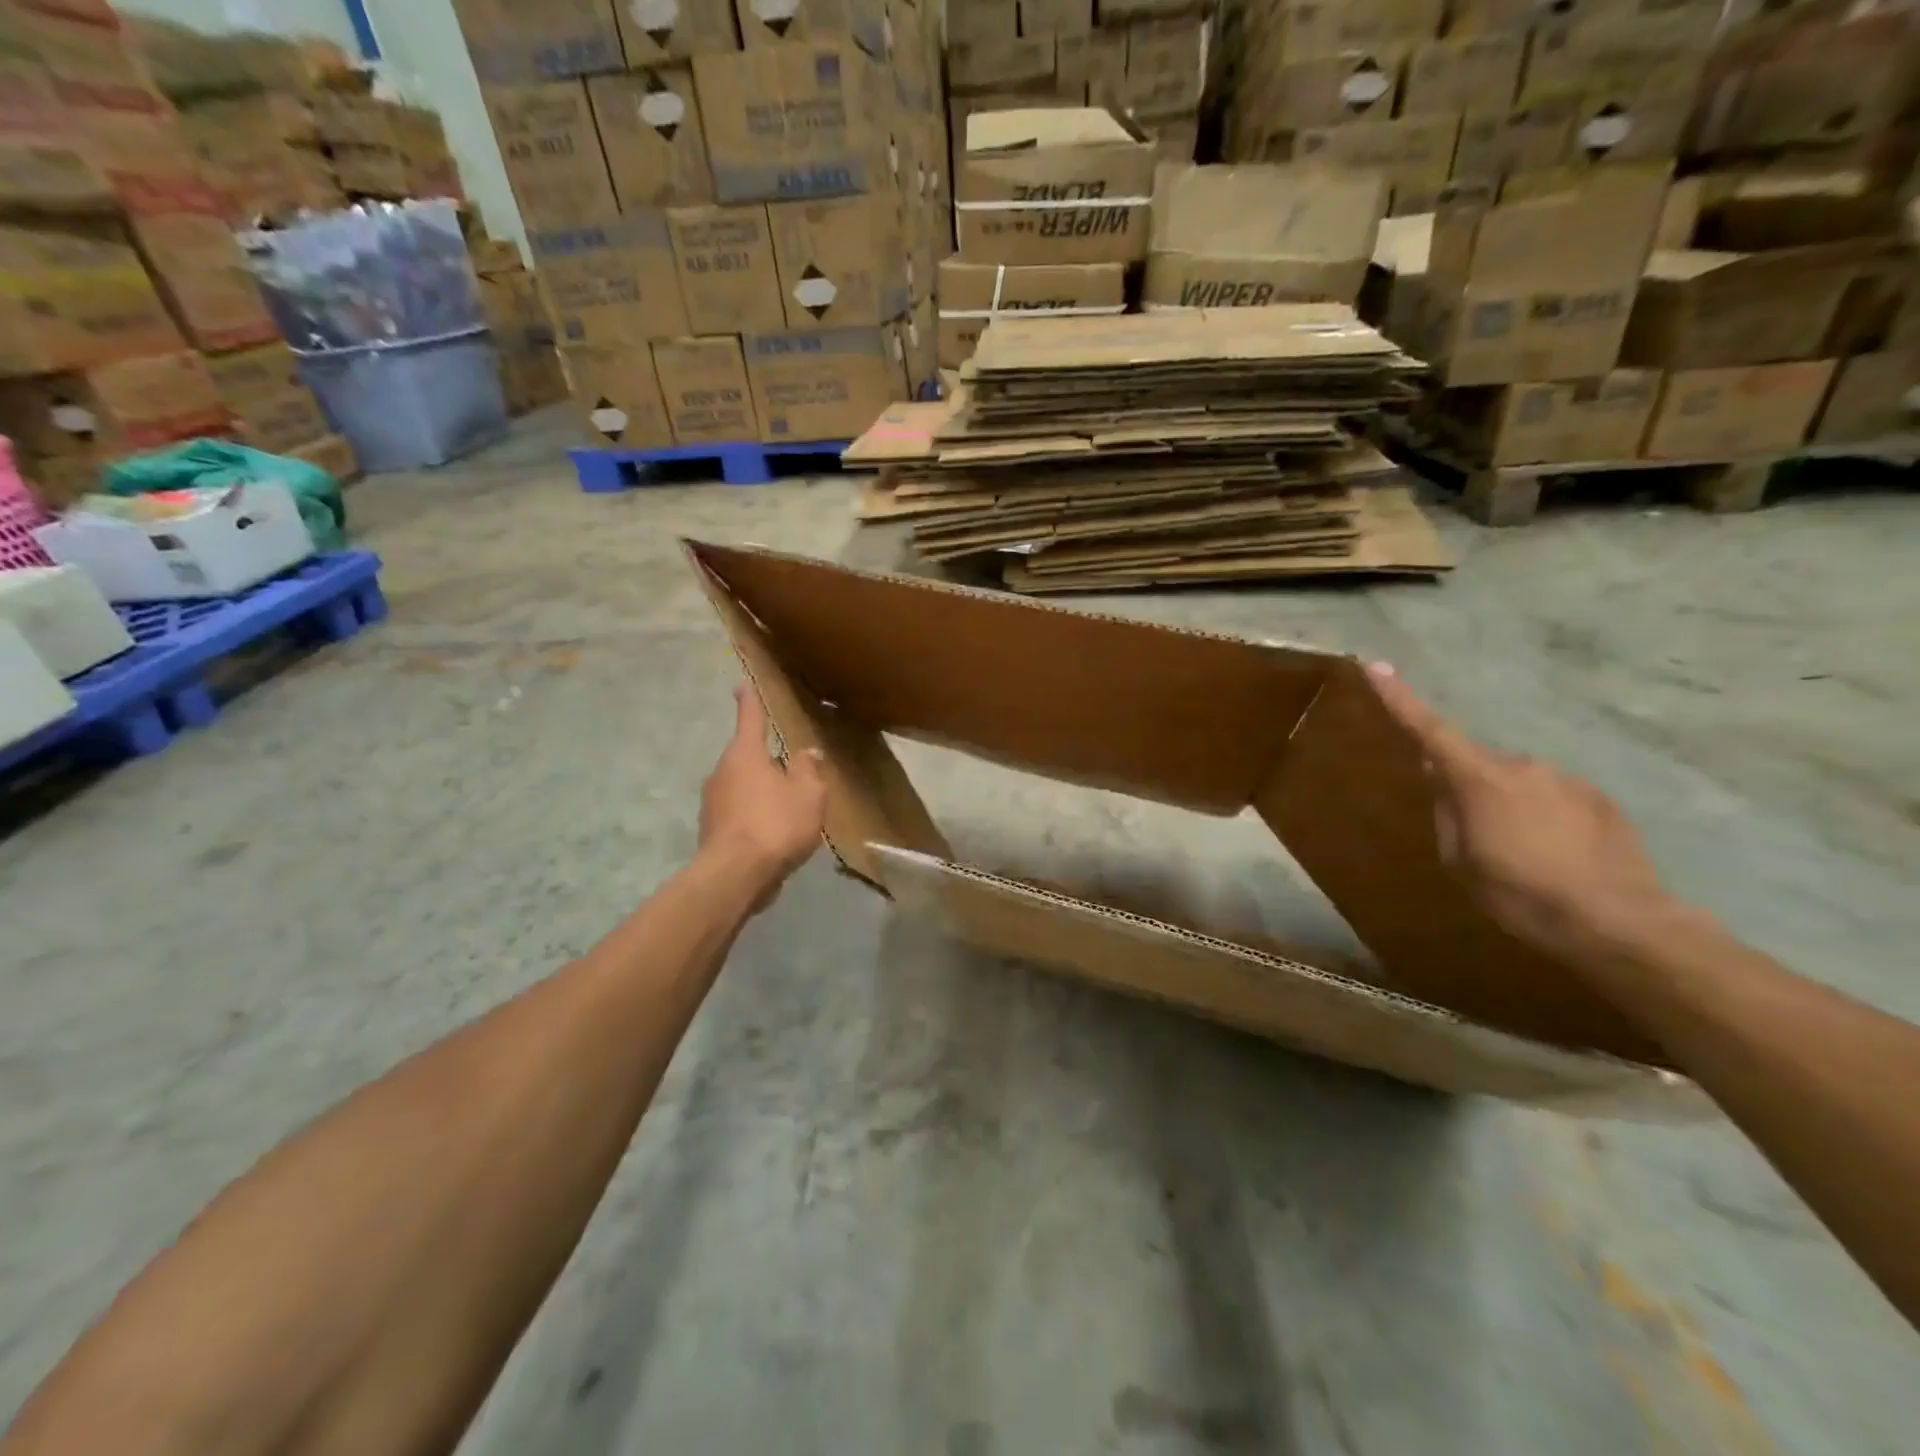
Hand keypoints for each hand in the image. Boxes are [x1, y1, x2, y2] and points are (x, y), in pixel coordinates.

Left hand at [699, 683, 828, 894]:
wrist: (736, 875)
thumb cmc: (776, 824)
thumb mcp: (809, 794)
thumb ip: (809, 770)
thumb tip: (807, 753)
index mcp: (745, 754)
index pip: (750, 719)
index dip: (749, 701)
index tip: (741, 685)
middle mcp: (722, 772)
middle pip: (748, 757)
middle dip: (768, 761)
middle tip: (793, 772)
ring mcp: (712, 802)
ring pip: (743, 787)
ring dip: (763, 792)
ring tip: (789, 810)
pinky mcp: (712, 831)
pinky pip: (739, 814)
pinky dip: (755, 817)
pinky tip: (775, 835)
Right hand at [1366, 662, 1671, 962]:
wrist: (1618, 922)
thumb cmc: (1520, 893)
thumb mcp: (1460, 861)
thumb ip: (1446, 814)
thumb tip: (1443, 782)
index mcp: (1479, 780)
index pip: (1429, 730)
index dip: (1399, 698)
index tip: (1376, 665)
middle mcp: (1522, 766)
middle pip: (1477, 765)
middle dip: (1467, 788)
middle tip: (1474, 836)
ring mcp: (1566, 780)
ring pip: (1518, 783)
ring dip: (1509, 806)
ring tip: (1521, 855)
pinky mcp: (1599, 799)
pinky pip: (1554, 798)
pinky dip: (1544, 818)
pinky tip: (1557, 856)